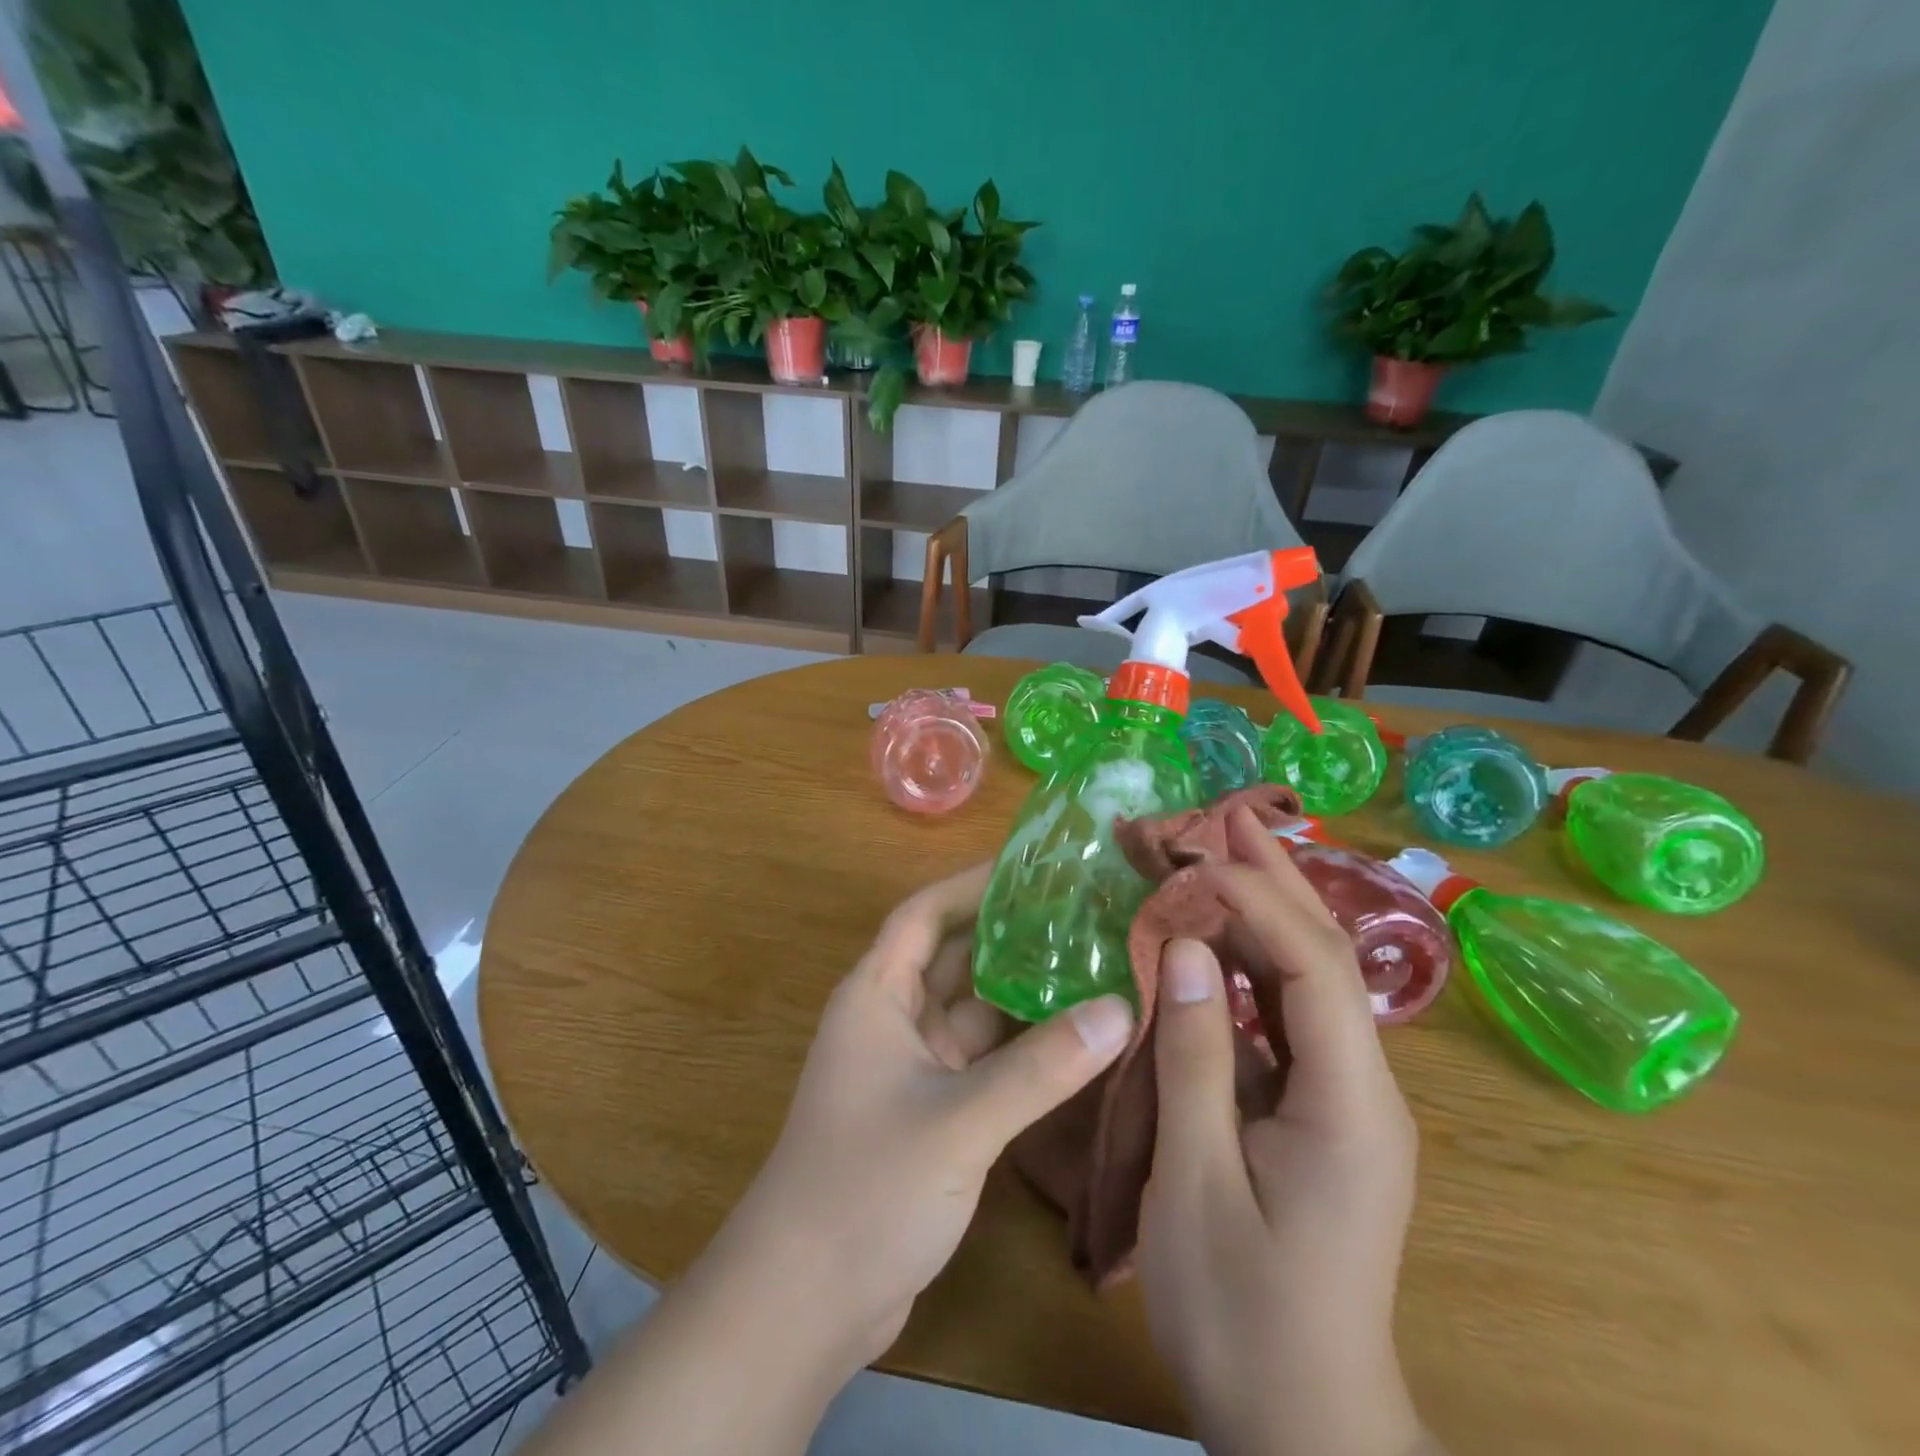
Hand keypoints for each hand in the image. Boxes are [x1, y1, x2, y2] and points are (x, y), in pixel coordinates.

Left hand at [709, 862, 1135, 1375]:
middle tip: (1080, 912)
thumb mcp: (959, 1121)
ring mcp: (912, 1069)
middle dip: (1009, 935)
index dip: (970, 884)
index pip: (923, 915)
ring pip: (973, 1012)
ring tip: (1092, 962)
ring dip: (1021, 993)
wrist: (805, 1303)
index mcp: (876, 995)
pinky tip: (1076, 1038)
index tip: (1030, 866)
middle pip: (954, 958)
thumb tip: (1119, 1010)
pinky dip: (1022, 1048)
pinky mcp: (933, 1113)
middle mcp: (892, 1020)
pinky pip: (983, 1061)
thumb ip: (1040, 1068)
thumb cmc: (866, 1188)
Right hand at [1138, 807, 1428, 1455]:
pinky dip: (1248, 966)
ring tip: (1215, 856)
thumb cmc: (1241, 1308)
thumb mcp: (1196, 1179)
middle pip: (1325, 959)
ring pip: (1307, 983)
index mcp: (1349, 1104)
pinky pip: (1285, 1019)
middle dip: (1276, 882)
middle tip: (1222, 817)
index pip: (1313, 968)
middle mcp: (1364, 1088)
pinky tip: (1213, 942)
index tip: (1198, 853)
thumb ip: (1194, 1056)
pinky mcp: (1317, 1113)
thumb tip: (1187, 947)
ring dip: (1261, 915)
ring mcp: (1344, 1100)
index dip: (1258, 899)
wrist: (1302, 1424)